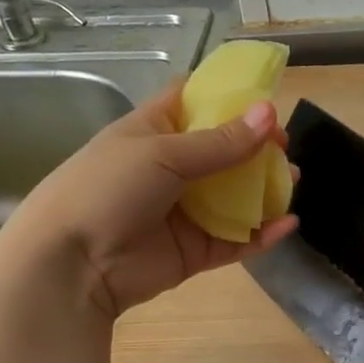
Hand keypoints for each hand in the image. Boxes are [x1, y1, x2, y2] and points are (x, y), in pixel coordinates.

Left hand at [0, 84, 295, 319]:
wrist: (71, 264)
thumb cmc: (107, 189)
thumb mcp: (163, 154)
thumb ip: (221, 141)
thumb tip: (270, 114)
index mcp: (154, 132)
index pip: (194, 103)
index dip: (229, 98)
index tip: (265, 101)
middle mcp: (172, 169)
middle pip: (224, 151)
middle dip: (257, 147)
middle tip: (285, 147)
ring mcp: (185, 212)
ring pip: (235, 197)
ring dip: (265, 189)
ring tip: (292, 181)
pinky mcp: (195, 251)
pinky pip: (236, 239)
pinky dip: (262, 233)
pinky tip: (287, 223)